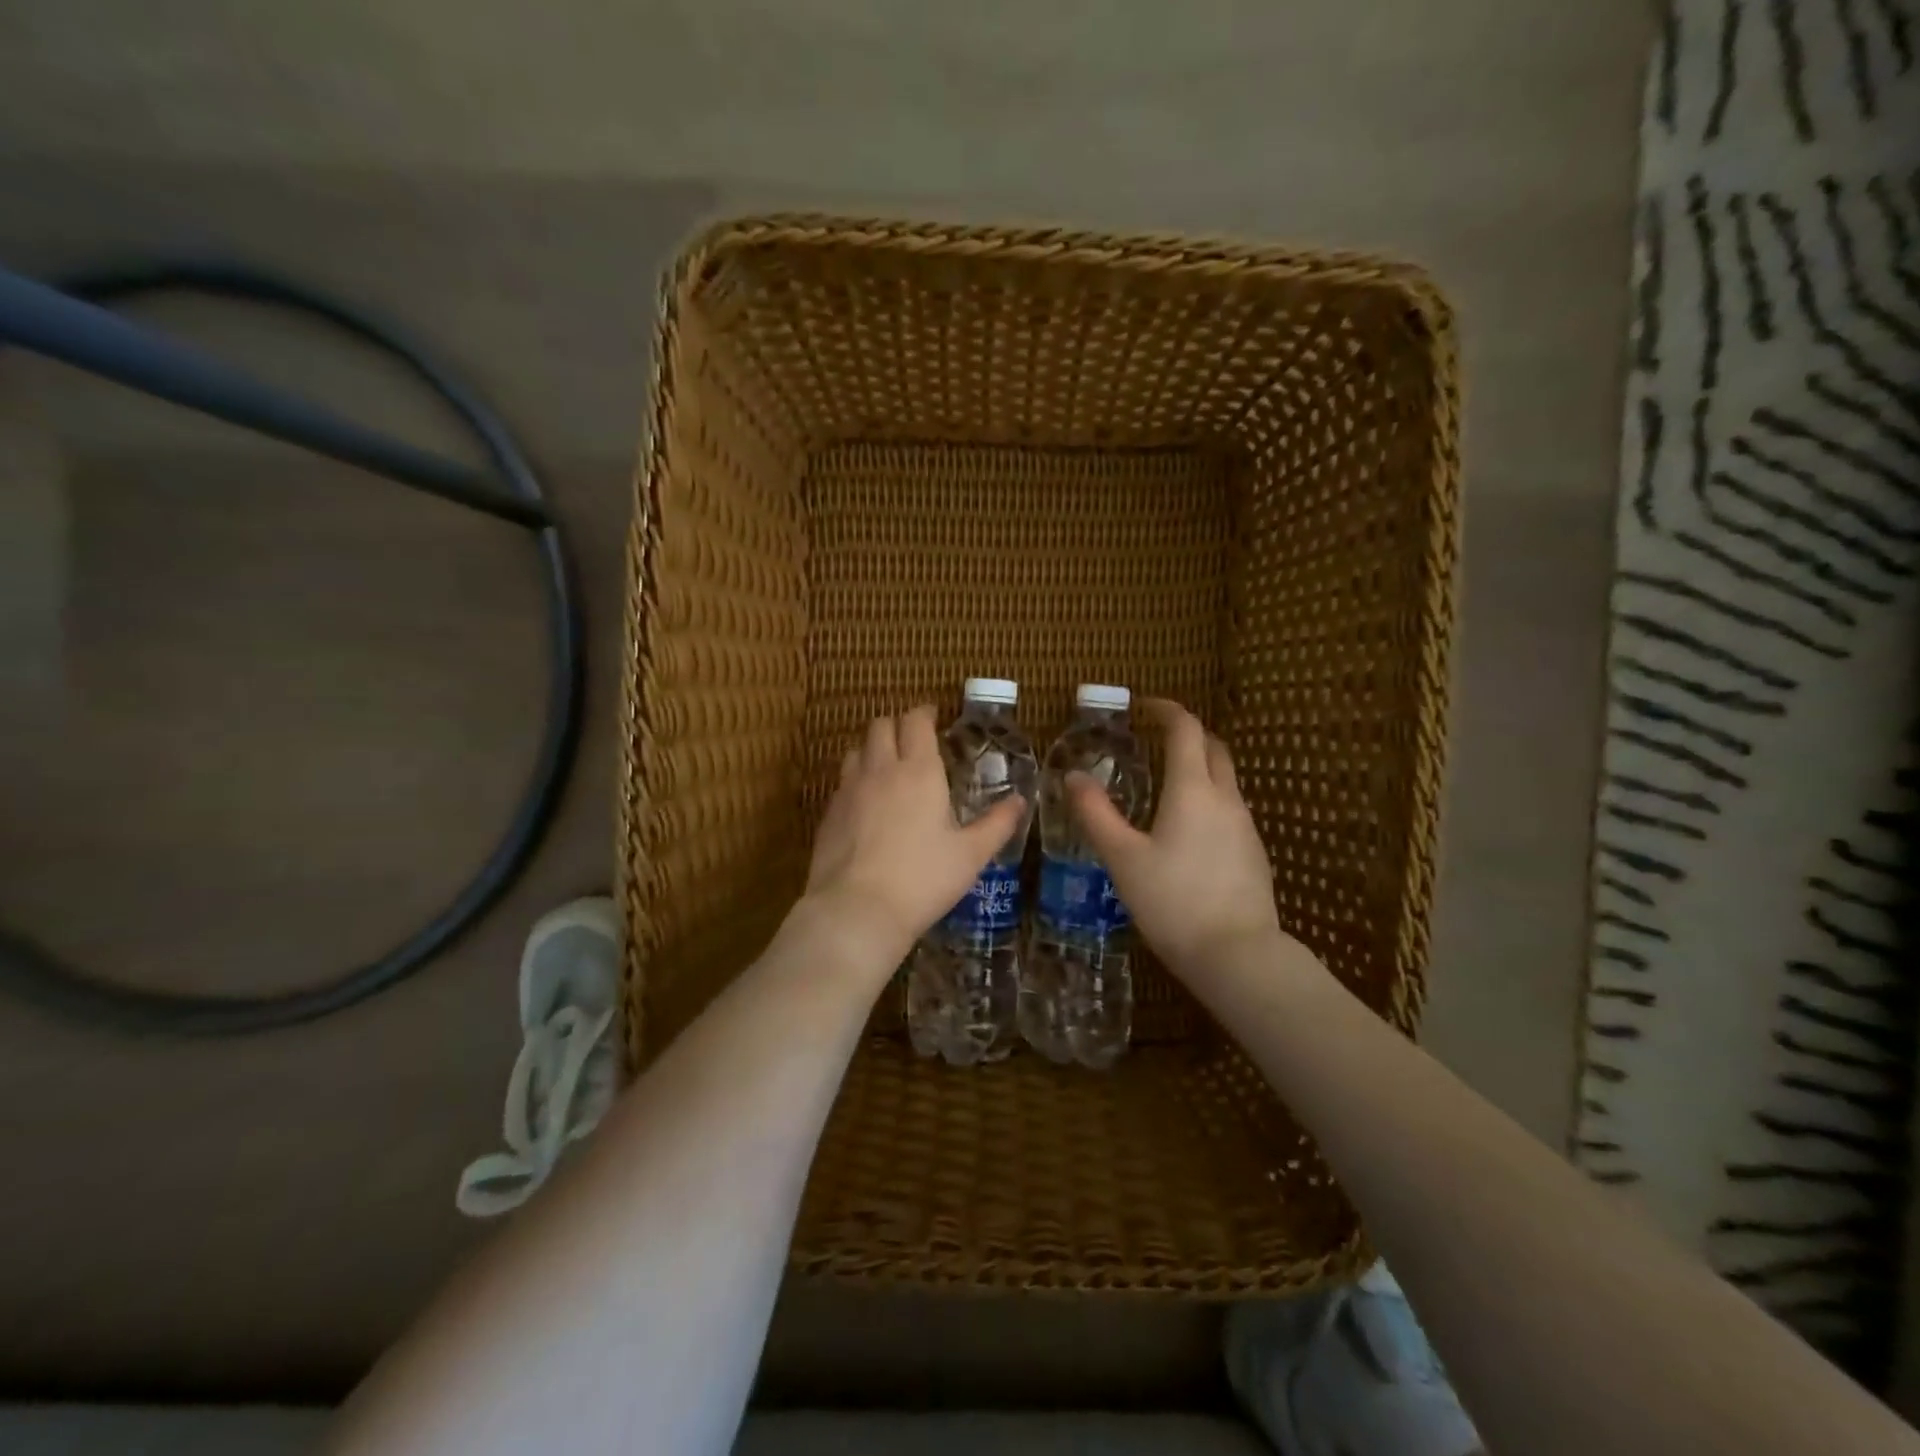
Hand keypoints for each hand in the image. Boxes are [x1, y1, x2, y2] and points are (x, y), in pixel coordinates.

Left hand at [802, 705, 1027, 966]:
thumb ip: (997, 824)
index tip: (934, 717)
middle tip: (913, 741)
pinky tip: (867, 804)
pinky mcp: (829, 813)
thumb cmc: (923, 879)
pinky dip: (856, 779)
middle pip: (881, 726)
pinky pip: (842, 781)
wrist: (857, 910)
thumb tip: (1020, 800)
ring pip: (857, 750)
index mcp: (918, 771)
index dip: (924, 713)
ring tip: (888, 768)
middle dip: (897, 725)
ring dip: (873, 749)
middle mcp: (880, 770)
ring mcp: (849, 790)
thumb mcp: (971, 855)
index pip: (916, 721)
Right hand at [1069, 698, 1285, 981]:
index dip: (1166, 710)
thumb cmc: (1173, 902)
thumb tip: (1073, 777)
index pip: (1186, 730)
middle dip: (1187, 734)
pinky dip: (1209, 800)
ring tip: (1167, 783)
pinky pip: (1230, 810)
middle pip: (1214, 748)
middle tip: (1156, 738)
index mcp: (1193, 790)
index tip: (1145, 706)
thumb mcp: (1123, 858)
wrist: (1238, 956)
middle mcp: (1226, 799)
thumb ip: (1096, 815)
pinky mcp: (1253, 854)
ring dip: (1200, 767)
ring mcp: (1245, 827)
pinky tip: (1188, 830)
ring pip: (1225, 780)